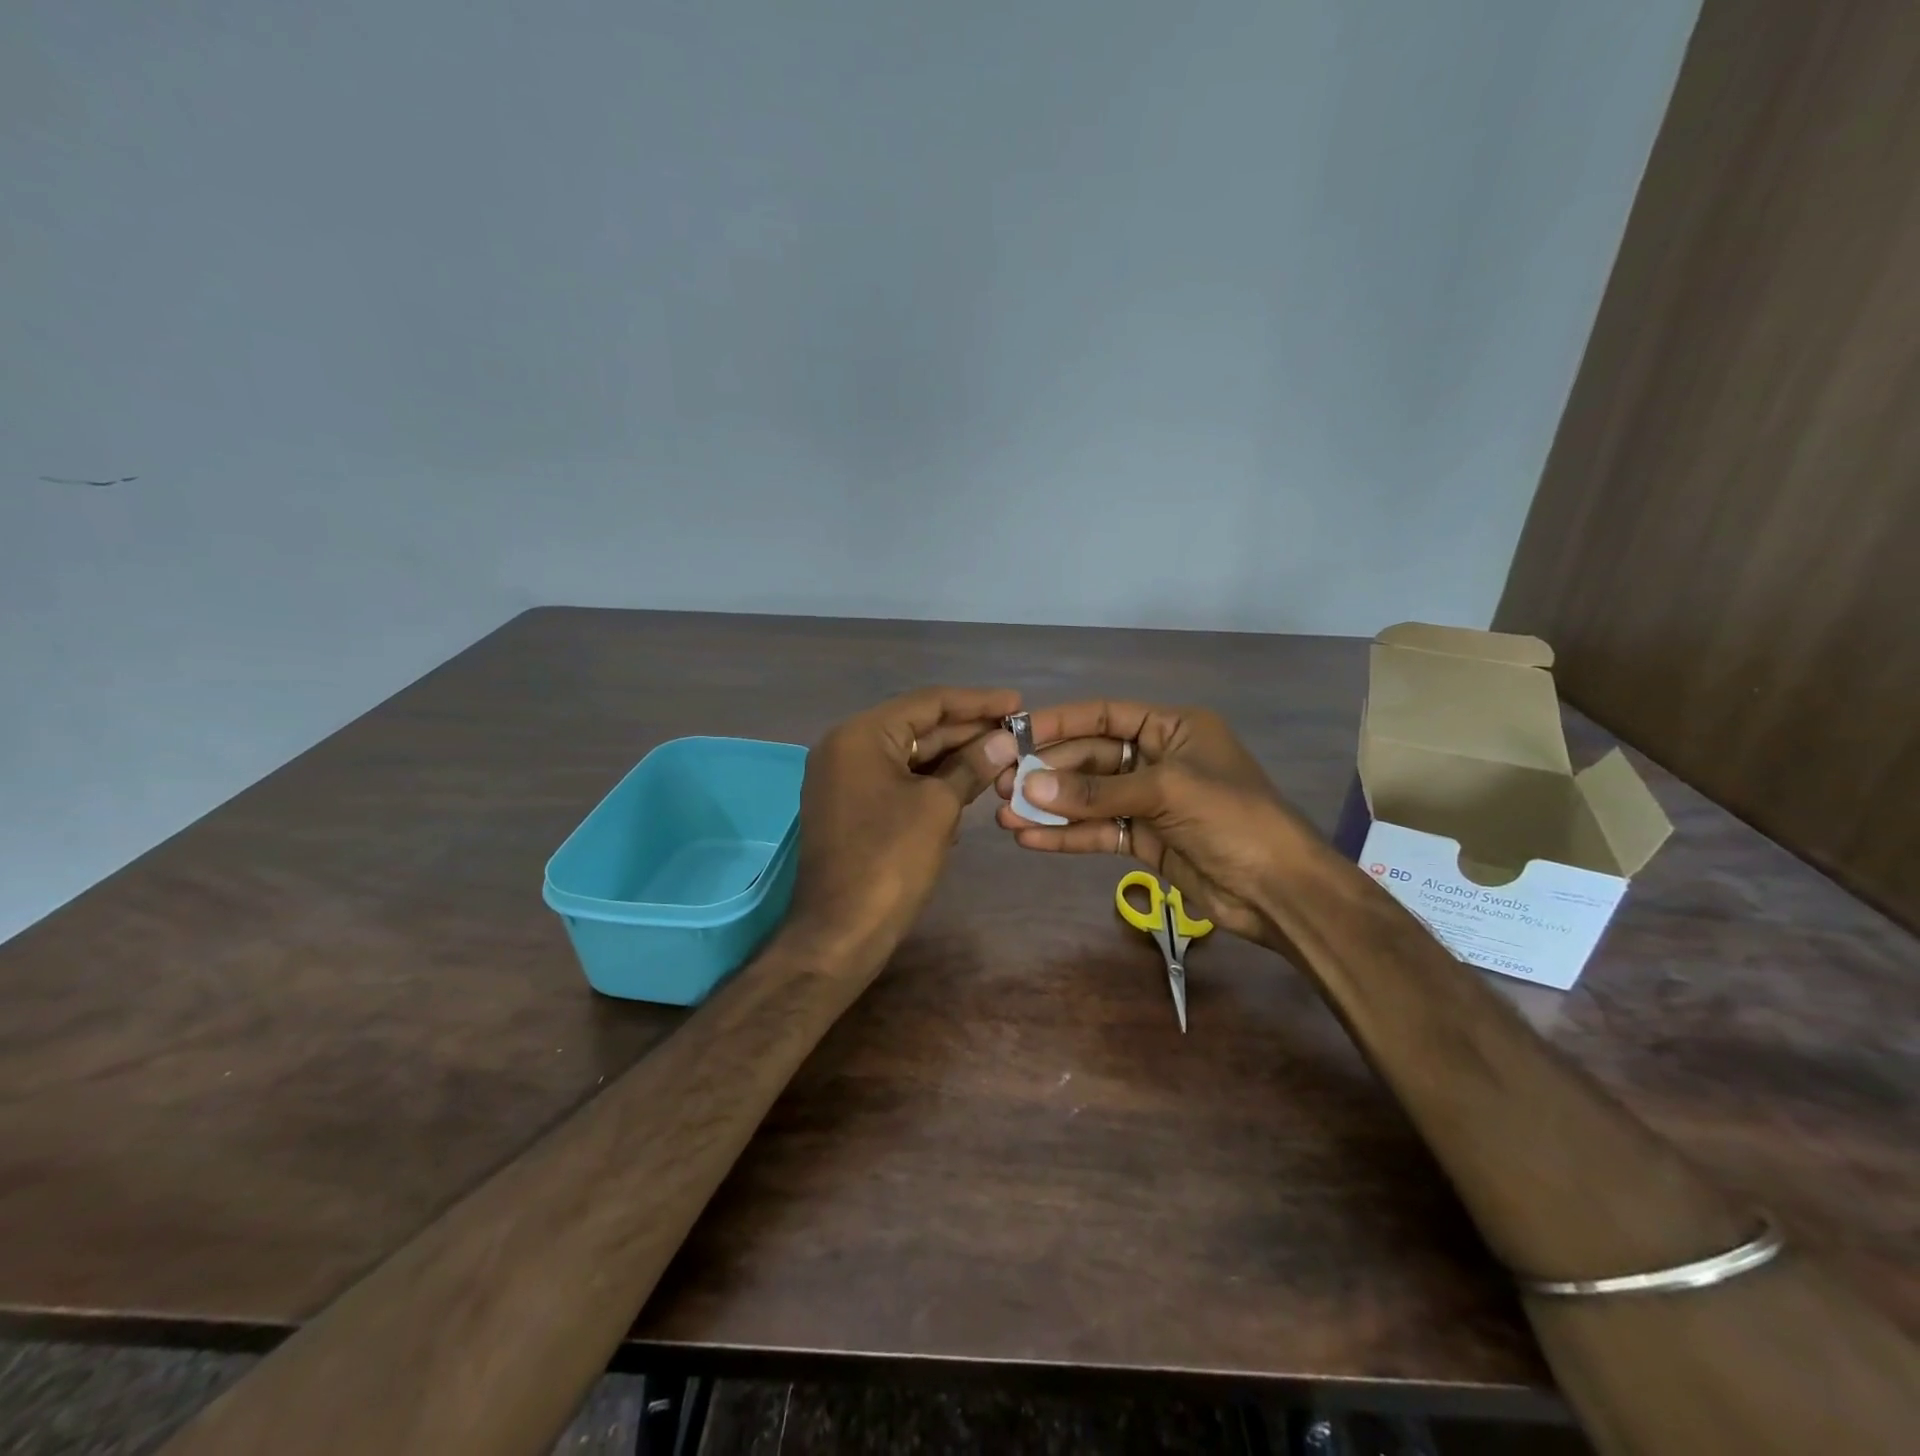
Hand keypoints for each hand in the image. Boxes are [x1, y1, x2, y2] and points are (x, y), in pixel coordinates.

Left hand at [793, 686, 1019, 958]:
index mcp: (861, 735)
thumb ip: (970, 766)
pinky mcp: (851, 807)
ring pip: (908, 756)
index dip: (976, 702)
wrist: (840, 931)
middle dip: (967, 731)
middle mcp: (846, 747)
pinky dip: (931, 781)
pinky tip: (969, 786)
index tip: (1017, 703)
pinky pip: (897, 781)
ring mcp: (845, 779)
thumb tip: (1004, 740)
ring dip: (953, 758)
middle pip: (917, 727)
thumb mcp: (938, 807)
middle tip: (1016, 732)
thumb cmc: (890, 860)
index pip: (927, 703)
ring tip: (1002, 756)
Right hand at [995, 701, 1319, 948]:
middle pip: (1091, 758)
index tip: (1015, 735)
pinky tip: (1030, 840)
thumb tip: (1031, 786)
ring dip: (1050, 807)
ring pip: (1090, 798)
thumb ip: (1097, 791)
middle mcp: (1158, 758)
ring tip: (1004, 815)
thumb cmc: (1232, 819)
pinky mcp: (1145, 839)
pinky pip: (1099, 831)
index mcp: (1173, 727)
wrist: (1279, 890)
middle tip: (1001, 784)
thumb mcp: (1165, 792)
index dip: (1060, 723)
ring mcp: (1150, 801)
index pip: (1105, 715)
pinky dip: (1067, 836)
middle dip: (1048, 773)